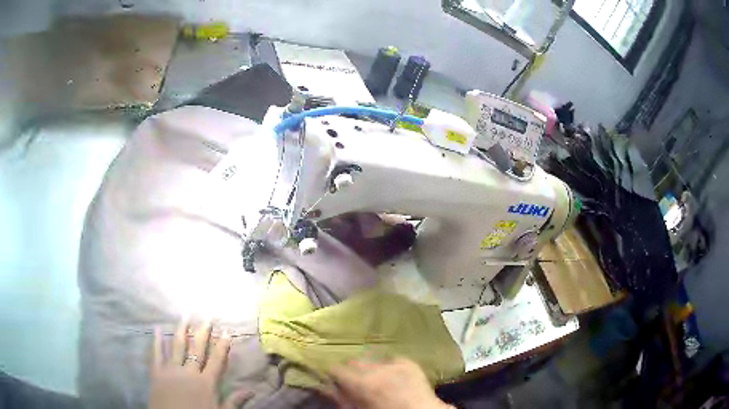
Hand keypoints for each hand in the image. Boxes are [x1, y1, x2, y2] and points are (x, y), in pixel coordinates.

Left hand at [148, 321, 251, 408]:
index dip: (222, 345)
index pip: (216, 360)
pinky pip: (156, 354)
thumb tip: (251, 390)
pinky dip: (157, 341)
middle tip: (207, 316)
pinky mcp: (157, 372)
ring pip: (177, 346)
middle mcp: (189, 372)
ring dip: (182, 330)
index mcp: (206, 383)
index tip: (226, 330)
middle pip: (197, 349)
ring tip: (185, 316)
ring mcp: (171, 370)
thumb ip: (234, 402)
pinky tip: (157, 328)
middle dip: (203, 332)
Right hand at [326, 358, 451, 408]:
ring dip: (371, 367)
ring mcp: (394, 363)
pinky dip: (389, 366)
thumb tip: (326, 387)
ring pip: (373, 359)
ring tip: (377, 379)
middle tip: (357, 382)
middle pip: (354, 361)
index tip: (336, 380)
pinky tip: (393, 377)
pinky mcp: (409, 362)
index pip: (336, 368)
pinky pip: (392, 359)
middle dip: (353, 370)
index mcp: (360, 382)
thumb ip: (340, 398)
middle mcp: (375, 368)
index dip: (335, 375)